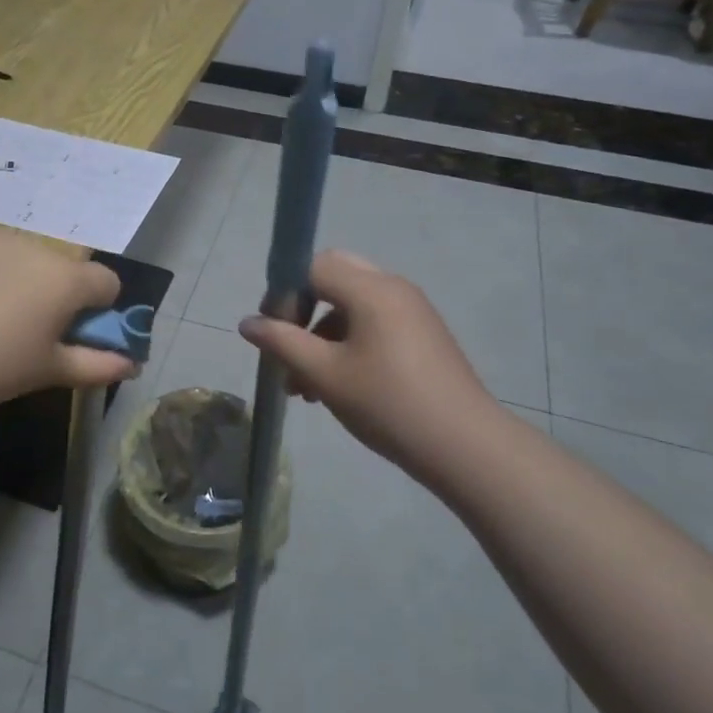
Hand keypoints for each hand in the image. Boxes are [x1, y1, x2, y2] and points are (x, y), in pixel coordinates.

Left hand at [0, 226, 137, 417]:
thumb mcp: (51, 370)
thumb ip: (99, 364)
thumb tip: (134, 365)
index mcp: (67, 280)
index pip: (107, 282)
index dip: (98, 309)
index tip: (72, 333)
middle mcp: (39, 248)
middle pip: (65, 268)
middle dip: (57, 292)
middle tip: (27, 328)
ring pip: (28, 256)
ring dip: (24, 276)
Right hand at [238, 250, 504, 473]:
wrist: (465, 446)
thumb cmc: (387, 404)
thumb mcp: (325, 374)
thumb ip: (282, 342)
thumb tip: (247, 323)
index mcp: (370, 288)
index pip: (312, 266)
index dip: (284, 294)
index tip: (272, 334)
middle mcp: (393, 288)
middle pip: (332, 279)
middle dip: (302, 312)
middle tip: (287, 348)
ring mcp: (412, 311)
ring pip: (350, 306)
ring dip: (321, 335)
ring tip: (303, 387)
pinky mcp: (422, 335)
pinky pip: (373, 323)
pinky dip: (347, 344)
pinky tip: (336, 387)